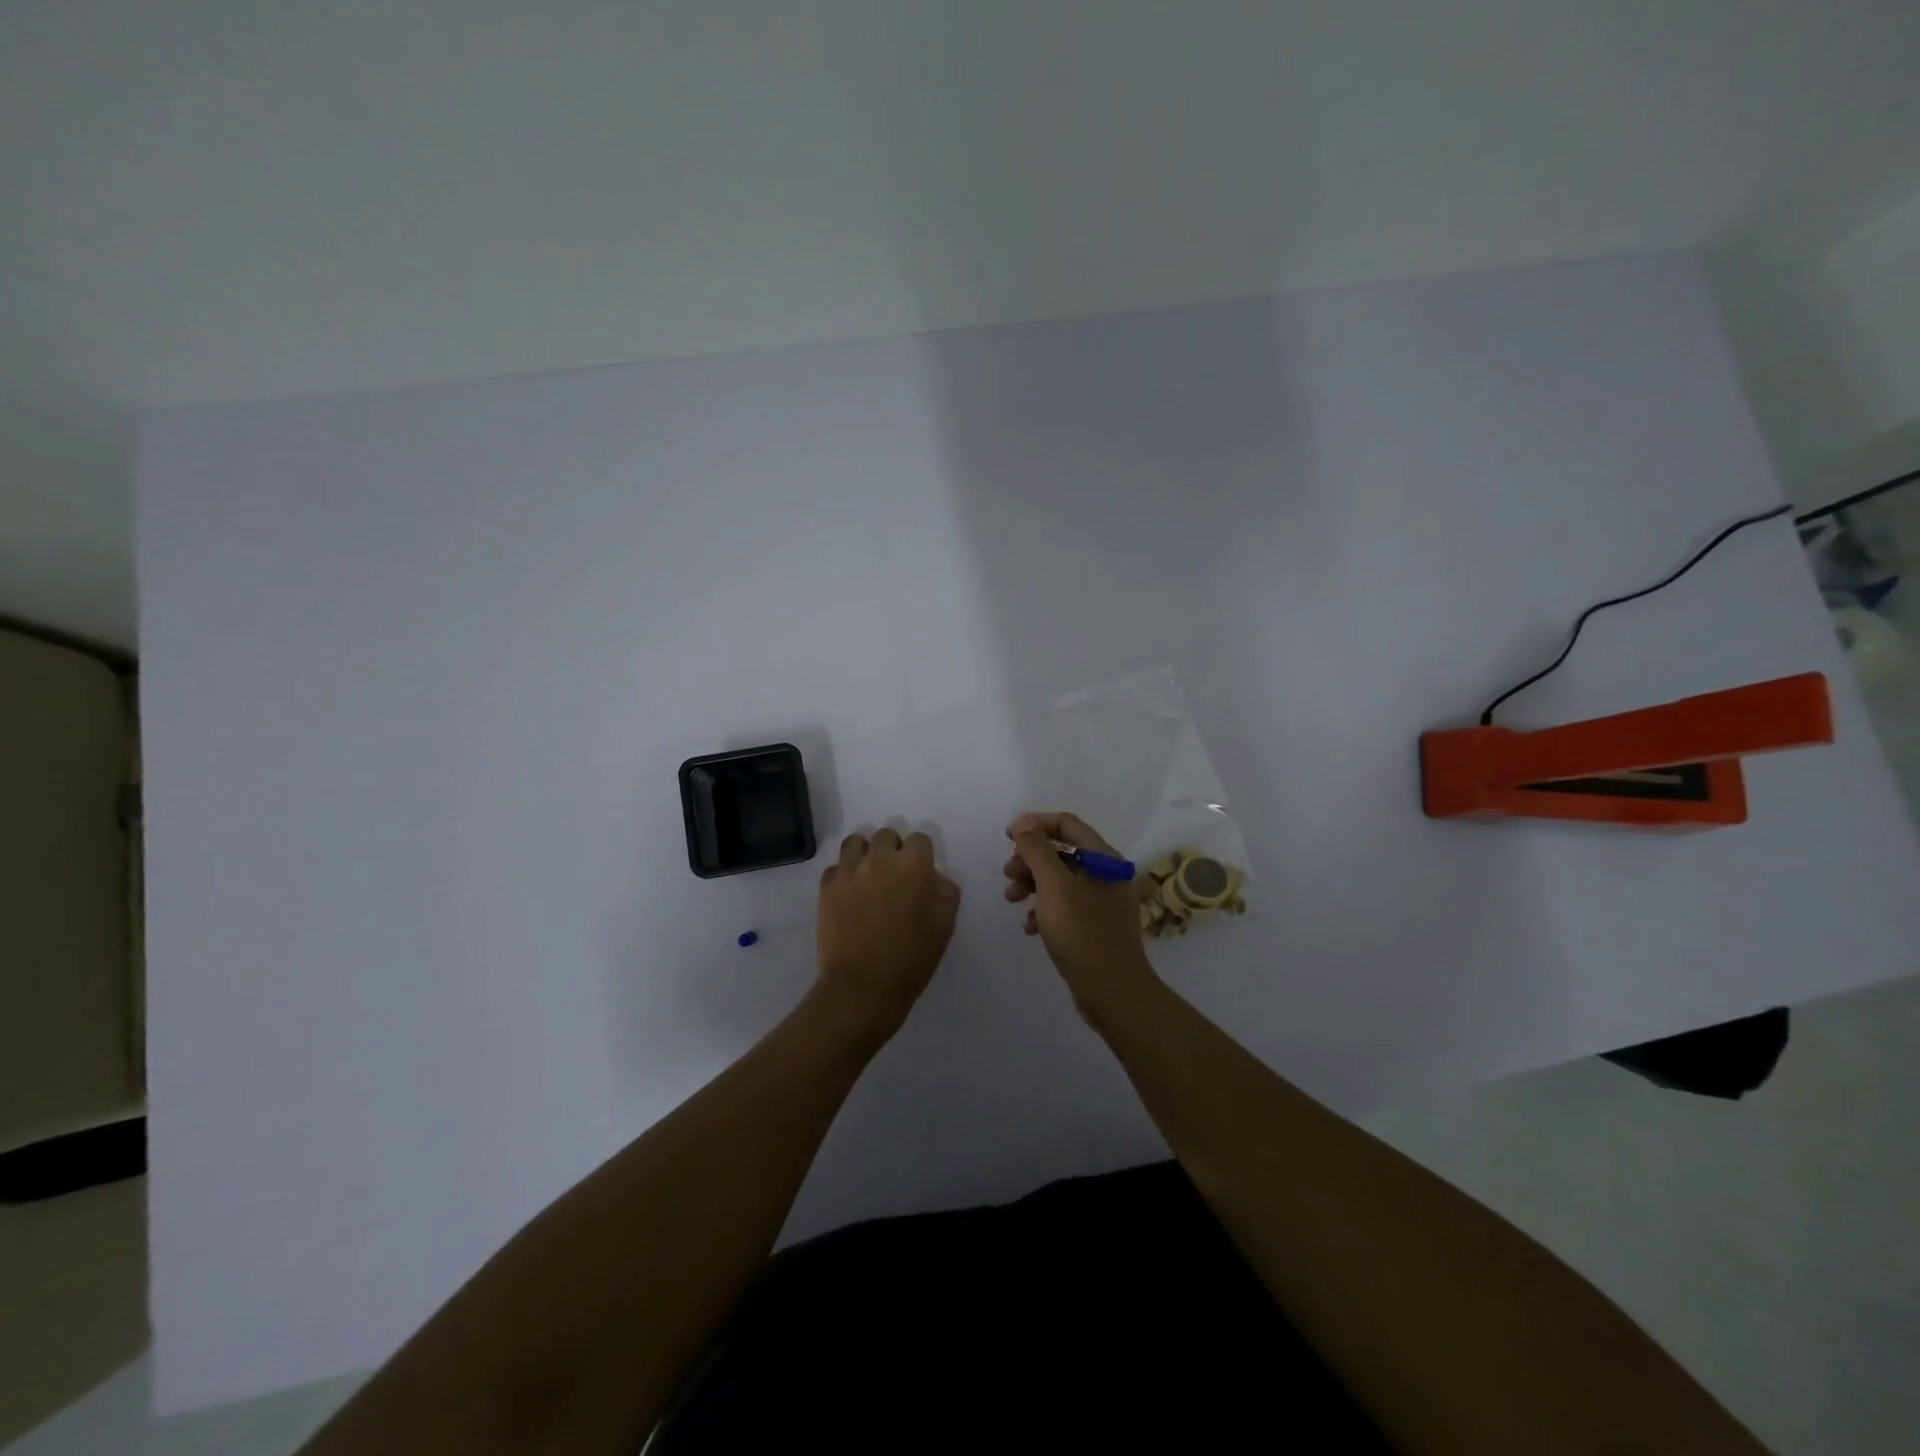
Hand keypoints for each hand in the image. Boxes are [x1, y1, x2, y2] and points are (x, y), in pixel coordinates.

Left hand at [816, 829, 960, 1044]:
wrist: (862, 986)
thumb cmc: (911, 959)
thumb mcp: (945, 925)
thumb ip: (944, 891)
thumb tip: (933, 877)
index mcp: (913, 866)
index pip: (920, 839)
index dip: (922, 855)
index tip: (920, 874)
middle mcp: (880, 859)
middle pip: (887, 835)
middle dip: (893, 850)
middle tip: (894, 876)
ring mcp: (849, 870)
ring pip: (856, 842)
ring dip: (865, 854)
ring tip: (868, 877)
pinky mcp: (827, 885)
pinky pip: (836, 867)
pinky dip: (844, 875)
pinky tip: (849, 895)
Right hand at [1004, 811, 1158, 1021]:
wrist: (1113, 991)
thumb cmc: (1082, 932)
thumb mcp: (1054, 886)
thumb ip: (1037, 850)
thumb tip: (1025, 824)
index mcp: (1103, 858)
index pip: (1067, 824)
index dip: (1035, 824)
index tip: (1008, 837)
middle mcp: (1106, 874)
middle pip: (1061, 851)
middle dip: (1030, 859)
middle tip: (1008, 875)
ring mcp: (1101, 901)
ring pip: (1059, 880)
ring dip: (1032, 884)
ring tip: (1012, 900)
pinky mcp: (1094, 926)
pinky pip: (1064, 906)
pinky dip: (1044, 910)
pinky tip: (1030, 928)